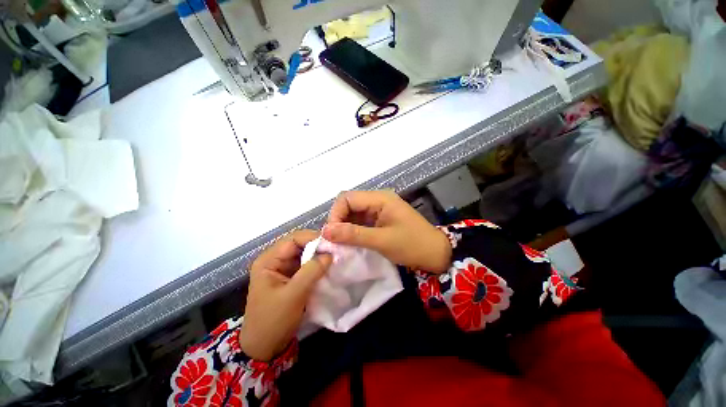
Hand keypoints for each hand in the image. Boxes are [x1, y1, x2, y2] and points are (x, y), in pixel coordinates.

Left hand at [239, 230, 331, 360]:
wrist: (265, 347)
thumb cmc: (273, 320)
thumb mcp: (293, 295)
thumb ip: (311, 271)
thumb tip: (330, 254)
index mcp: (269, 260)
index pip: (293, 239)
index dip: (313, 238)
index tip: (332, 243)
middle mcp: (276, 260)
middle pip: (300, 245)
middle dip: (318, 247)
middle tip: (336, 250)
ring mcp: (284, 269)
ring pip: (305, 255)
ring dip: (319, 256)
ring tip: (336, 257)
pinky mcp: (292, 278)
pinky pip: (307, 266)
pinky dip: (318, 265)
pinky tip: (329, 267)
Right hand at [322, 190, 451, 272]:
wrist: (436, 254)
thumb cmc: (412, 245)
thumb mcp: (382, 241)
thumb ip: (353, 234)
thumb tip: (325, 231)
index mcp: (380, 198)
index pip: (347, 198)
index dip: (336, 214)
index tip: (331, 234)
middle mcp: (378, 200)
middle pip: (349, 204)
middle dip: (339, 221)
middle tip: (334, 241)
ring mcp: (379, 210)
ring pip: (353, 213)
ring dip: (345, 227)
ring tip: (340, 244)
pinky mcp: (380, 219)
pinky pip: (361, 221)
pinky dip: (353, 231)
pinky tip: (350, 242)